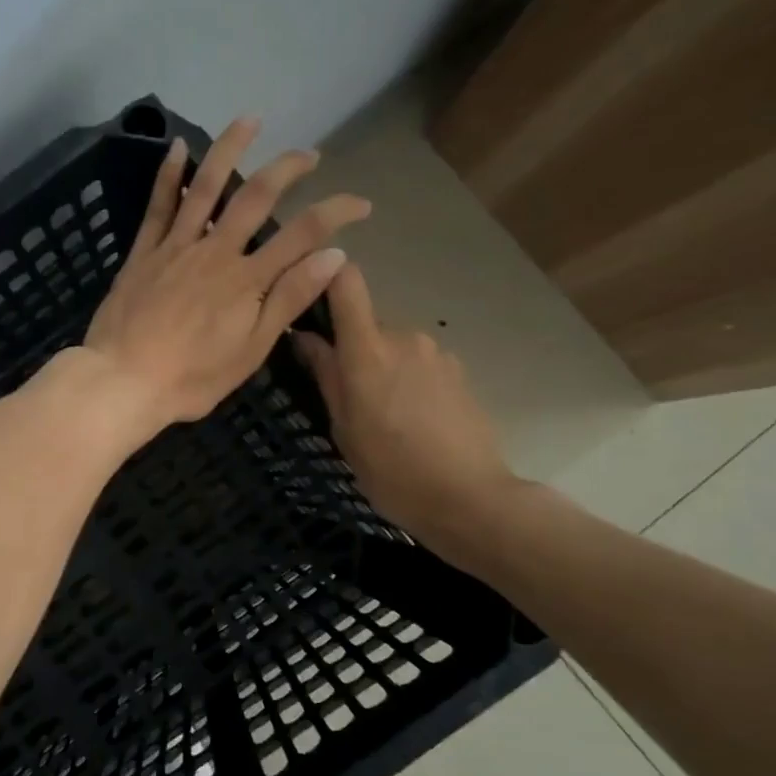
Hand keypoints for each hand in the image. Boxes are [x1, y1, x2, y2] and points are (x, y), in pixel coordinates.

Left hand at [81, 116, 369, 437]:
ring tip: (250, 120)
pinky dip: (169, 175)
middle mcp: (215, 251)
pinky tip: (178, 148)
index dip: (336, 212)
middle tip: (308, 154)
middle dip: (288, 169)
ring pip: (206, 187)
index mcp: (246, 279)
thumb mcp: (251, 350)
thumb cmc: (191, 378)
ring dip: (230, 149)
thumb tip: (334, 256)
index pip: (303, 234)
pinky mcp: (143, 253)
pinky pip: (158, 206)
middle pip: (256, 196)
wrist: (123, 382)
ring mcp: (176, 247)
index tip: (361, 202)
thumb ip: (288, 300)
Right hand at [293, 265, 518, 565]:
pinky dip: (410, 380)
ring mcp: (437, 353)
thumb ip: (326, 375)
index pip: (348, 283)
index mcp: (368, 350)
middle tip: (348, 394)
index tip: (311, 294)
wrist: (469, 498)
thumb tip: (306, 338)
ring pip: (395, 345)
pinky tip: (415, 420)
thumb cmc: (392, 471)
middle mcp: (405, 338)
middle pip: (368, 322)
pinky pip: (420, 363)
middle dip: (354, 348)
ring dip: (384, 366)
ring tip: (385, 414)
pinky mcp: (459, 371)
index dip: (328, 277)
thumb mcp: (344, 429)